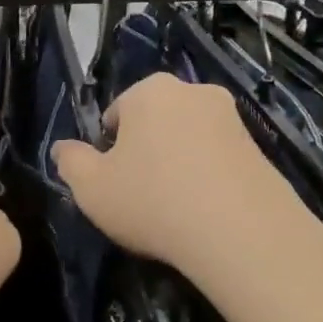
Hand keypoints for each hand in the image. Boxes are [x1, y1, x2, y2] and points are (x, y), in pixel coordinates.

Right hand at [51, 73, 311, 290]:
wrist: (241, 231)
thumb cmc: (153, 201)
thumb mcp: (92, 189)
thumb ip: (70, 162)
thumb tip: (62, 148)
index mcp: (150, 91)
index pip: (117, 114)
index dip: (110, 150)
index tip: (115, 184)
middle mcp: (193, 90)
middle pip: (156, 121)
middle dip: (147, 151)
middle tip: (144, 196)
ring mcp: (231, 117)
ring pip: (189, 139)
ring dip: (180, 163)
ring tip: (178, 208)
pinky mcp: (260, 146)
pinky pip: (219, 158)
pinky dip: (209, 177)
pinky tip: (207, 211)